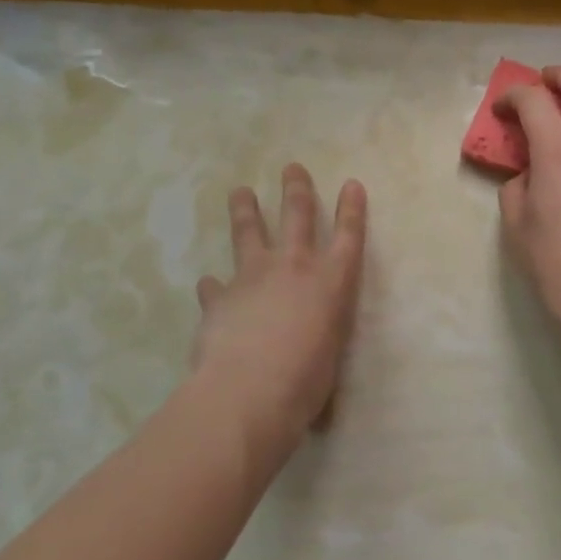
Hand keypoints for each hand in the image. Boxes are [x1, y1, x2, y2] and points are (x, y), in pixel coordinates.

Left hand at [191, 164, 367, 444]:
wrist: (249, 391)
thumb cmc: (306, 381)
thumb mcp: (329, 353)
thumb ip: (318, 332)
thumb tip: (304, 337)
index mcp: (331, 281)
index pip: (348, 235)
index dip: (351, 209)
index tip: (351, 184)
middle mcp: (293, 267)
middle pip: (297, 214)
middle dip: (296, 188)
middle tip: (291, 168)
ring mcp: (253, 276)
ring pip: (249, 232)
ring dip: (245, 210)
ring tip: (240, 192)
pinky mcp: (220, 297)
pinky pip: (215, 286)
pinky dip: (214, 287)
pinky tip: (209, 286)